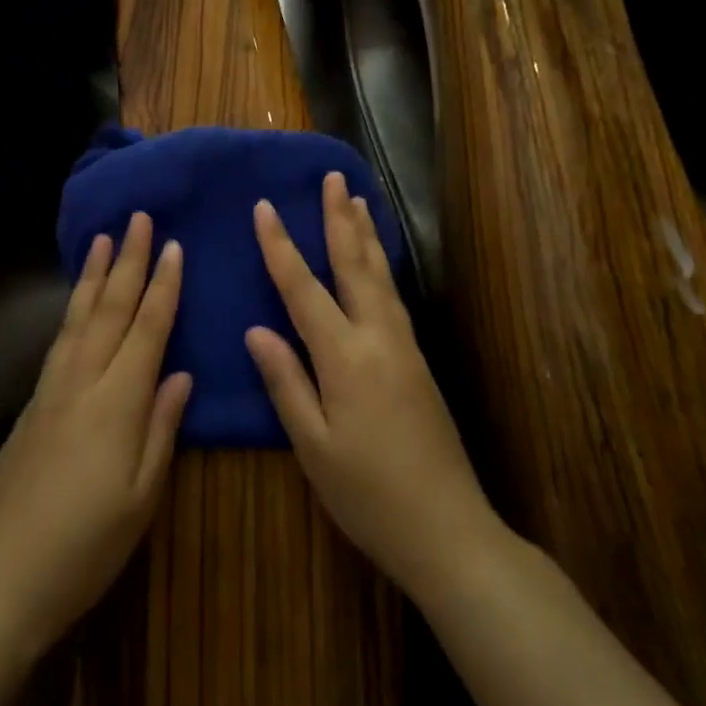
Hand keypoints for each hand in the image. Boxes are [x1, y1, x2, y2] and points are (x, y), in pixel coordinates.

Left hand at [0, 212, 191, 654]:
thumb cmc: (86, 547)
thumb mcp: (141, 497)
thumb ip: (162, 428)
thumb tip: (180, 373)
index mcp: (117, 404)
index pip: (146, 330)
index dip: (162, 287)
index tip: (173, 246)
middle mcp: (81, 383)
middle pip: (109, 310)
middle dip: (126, 261)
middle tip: (136, 219)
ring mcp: (50, 391)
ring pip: (77, 318)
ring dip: (92, 276)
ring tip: (101, 240)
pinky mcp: (31, 406)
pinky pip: (59, 340)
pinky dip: (71, 310)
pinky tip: (76, 302)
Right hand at [247, 172, 498, 601]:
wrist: (448, 529)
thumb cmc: (368, 494)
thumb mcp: (313, 446)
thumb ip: (286, 383)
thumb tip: (257, 331)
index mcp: (345, 357)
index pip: (303, 288)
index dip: (281, 246)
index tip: (265, 207)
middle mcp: (379, 338)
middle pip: (355, 265)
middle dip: (339, 218)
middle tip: (332, 176)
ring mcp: (405, 347)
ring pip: (380, 276)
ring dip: (365, 234)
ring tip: (357, 200)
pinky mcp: (419, 361)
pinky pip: (393, 296)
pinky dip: (381, 265)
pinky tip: (376, 262)